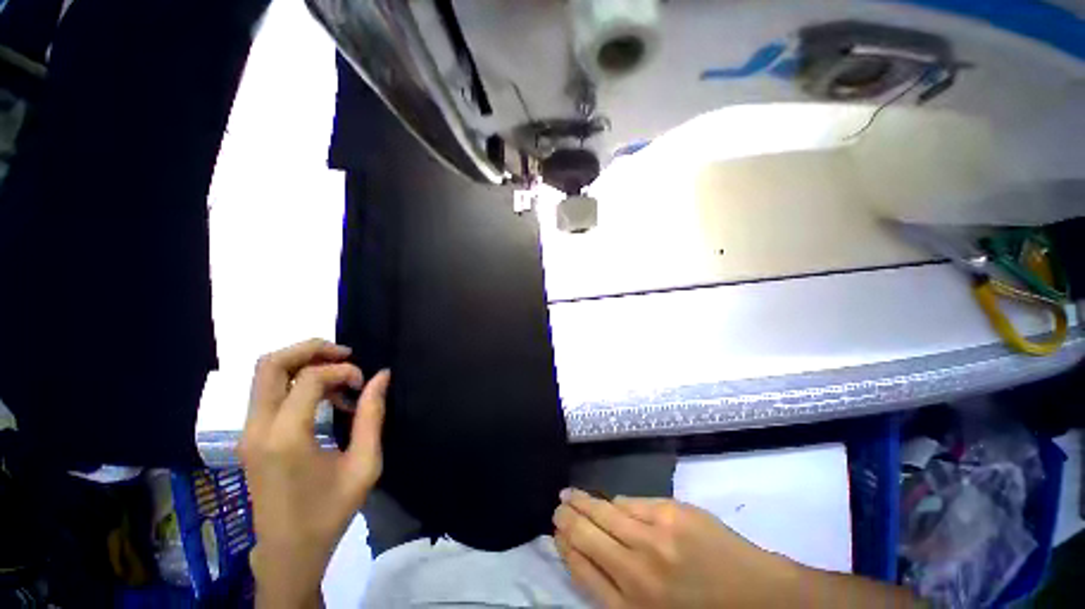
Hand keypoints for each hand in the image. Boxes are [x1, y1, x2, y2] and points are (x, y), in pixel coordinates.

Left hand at [238, 339, 389, 608]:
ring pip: (265, 374)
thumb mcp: (364, 464)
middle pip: (270, 364)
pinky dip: (296, 381)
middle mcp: (258, 428)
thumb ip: (373, 415)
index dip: (343, 371)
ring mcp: (248, 432)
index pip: (309, 378)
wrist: (288, 551)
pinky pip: (268, 392)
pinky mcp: (250, 437)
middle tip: (345, 354)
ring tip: (338, 373)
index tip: (364, 384)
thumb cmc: (330, 511)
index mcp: (286, 437)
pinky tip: (324, 395)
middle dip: (310, 349)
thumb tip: (382, 376)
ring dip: (303, 362)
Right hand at [552, 490, 797, 607]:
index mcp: (631, 607)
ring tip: (570, 493)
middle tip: (557, 505)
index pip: (582, 568)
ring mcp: (656, 537)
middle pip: (588, 534)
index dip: (565, 546)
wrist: (762, 600)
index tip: (556, 531)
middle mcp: (637, 570)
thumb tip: (589, 550)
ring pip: (606, 511)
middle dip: (567, 517)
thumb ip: (617, 590)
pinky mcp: (673, 512)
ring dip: (585, 501)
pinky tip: (610, 501)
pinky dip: (617, 503)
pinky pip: (632, 502)